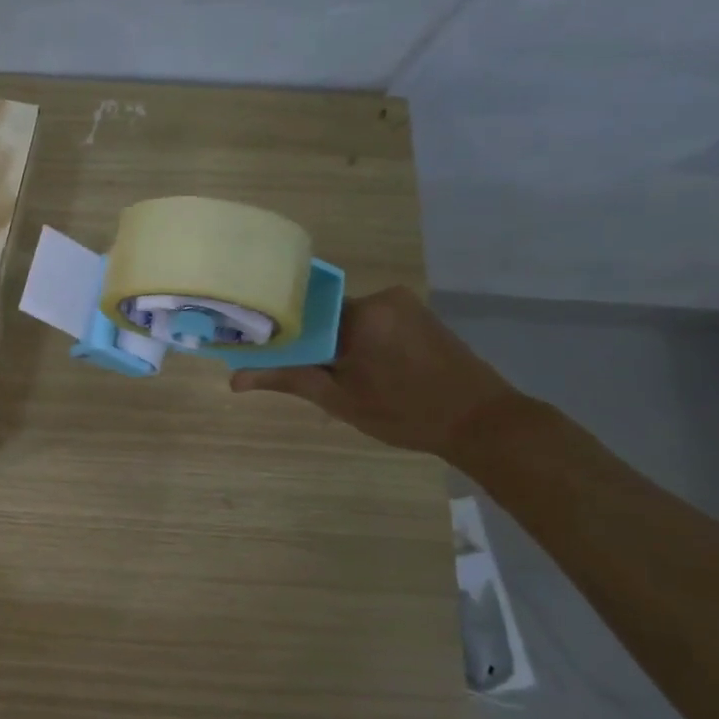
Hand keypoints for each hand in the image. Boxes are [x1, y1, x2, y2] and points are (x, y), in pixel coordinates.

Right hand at [230, 286, 524, 458]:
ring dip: (335, 342)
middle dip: (309, 340)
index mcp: (360, 313)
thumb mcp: (339, 399)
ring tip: (328, 375)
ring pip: (348, 319)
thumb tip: (234, 379)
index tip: (262, 349)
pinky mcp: (419, 315)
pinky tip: (359, 369)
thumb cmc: (405, 412)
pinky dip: (358, 342)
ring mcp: (404, 304)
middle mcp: (382, 297)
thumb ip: (287, 379)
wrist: (484, 422)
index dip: (281, 332)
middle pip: (324, 314)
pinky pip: (372, 322)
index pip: (301, 312)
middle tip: (294, 370)